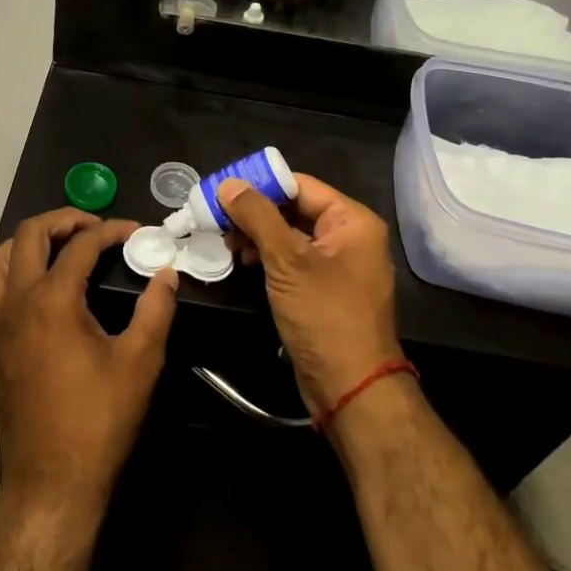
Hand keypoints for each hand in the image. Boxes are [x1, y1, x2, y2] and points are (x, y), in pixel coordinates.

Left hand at [0, 210, 178, 518]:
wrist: (55, 482)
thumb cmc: (101, 419)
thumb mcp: (141, 360)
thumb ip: (156, 308)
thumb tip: (167, 272)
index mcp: (53, 299)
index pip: (82, 244)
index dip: (112, 230)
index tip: (137, 233)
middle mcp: (15, 304)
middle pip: (27, 236)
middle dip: (61, 220)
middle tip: (91, 227)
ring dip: (18, 250)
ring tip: (49, 255)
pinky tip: (4, 319)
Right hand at [218, 175, 402, 414]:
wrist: (350, 387)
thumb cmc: (324, 315)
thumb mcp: (287, 261)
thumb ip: (257, 217)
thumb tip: (228, 184)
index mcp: (352, 221)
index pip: (300, 186)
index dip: (261, 185)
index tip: (223, 191)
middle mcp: (349, 237)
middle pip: (295, 209)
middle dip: (256, 213)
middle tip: (218, 219)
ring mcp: (337, 265)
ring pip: (290, 235)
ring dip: (258, 235)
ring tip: (227, 243)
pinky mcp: (324, 289)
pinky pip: (293, 260)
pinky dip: (268, 257)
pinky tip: (244, 262)